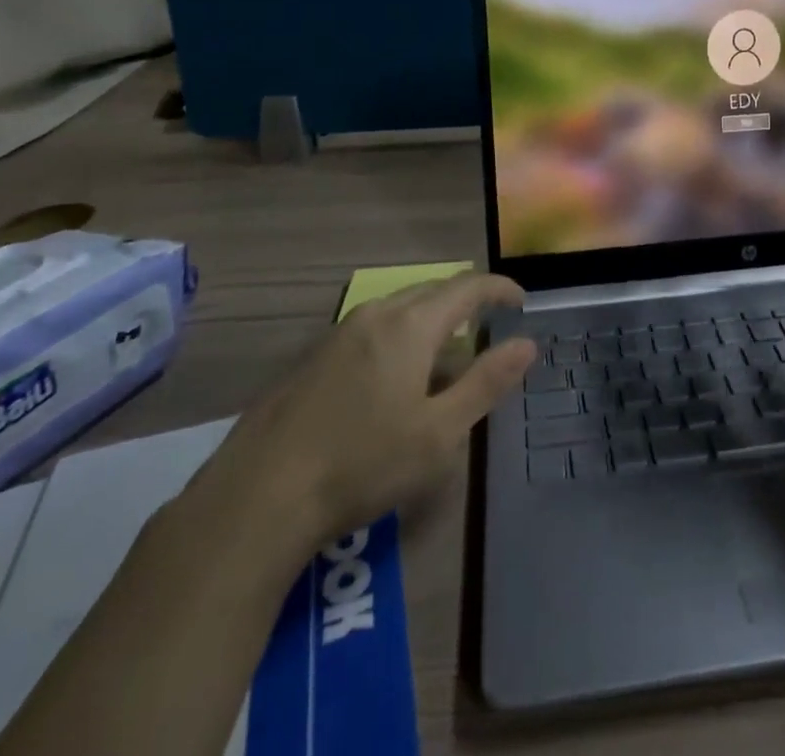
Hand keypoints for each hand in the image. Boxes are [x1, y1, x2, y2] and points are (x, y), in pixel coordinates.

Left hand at [187, 273, 536, 570]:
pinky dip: (399, 339)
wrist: (258, 497)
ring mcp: (337, 334)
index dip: (499, 289)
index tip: (522, 302)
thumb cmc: (362, 464)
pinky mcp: (311, 358)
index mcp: (410, 325)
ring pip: (398, 310)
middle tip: (488, 327)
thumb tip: (527, 343)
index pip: (467, 287)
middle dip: (465, 303)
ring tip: (445, 359)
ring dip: (430, 323)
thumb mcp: (439, 433)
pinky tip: (393, 382)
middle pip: (431, 291)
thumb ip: (486, 382)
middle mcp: (375, 315)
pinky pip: (371, 330)